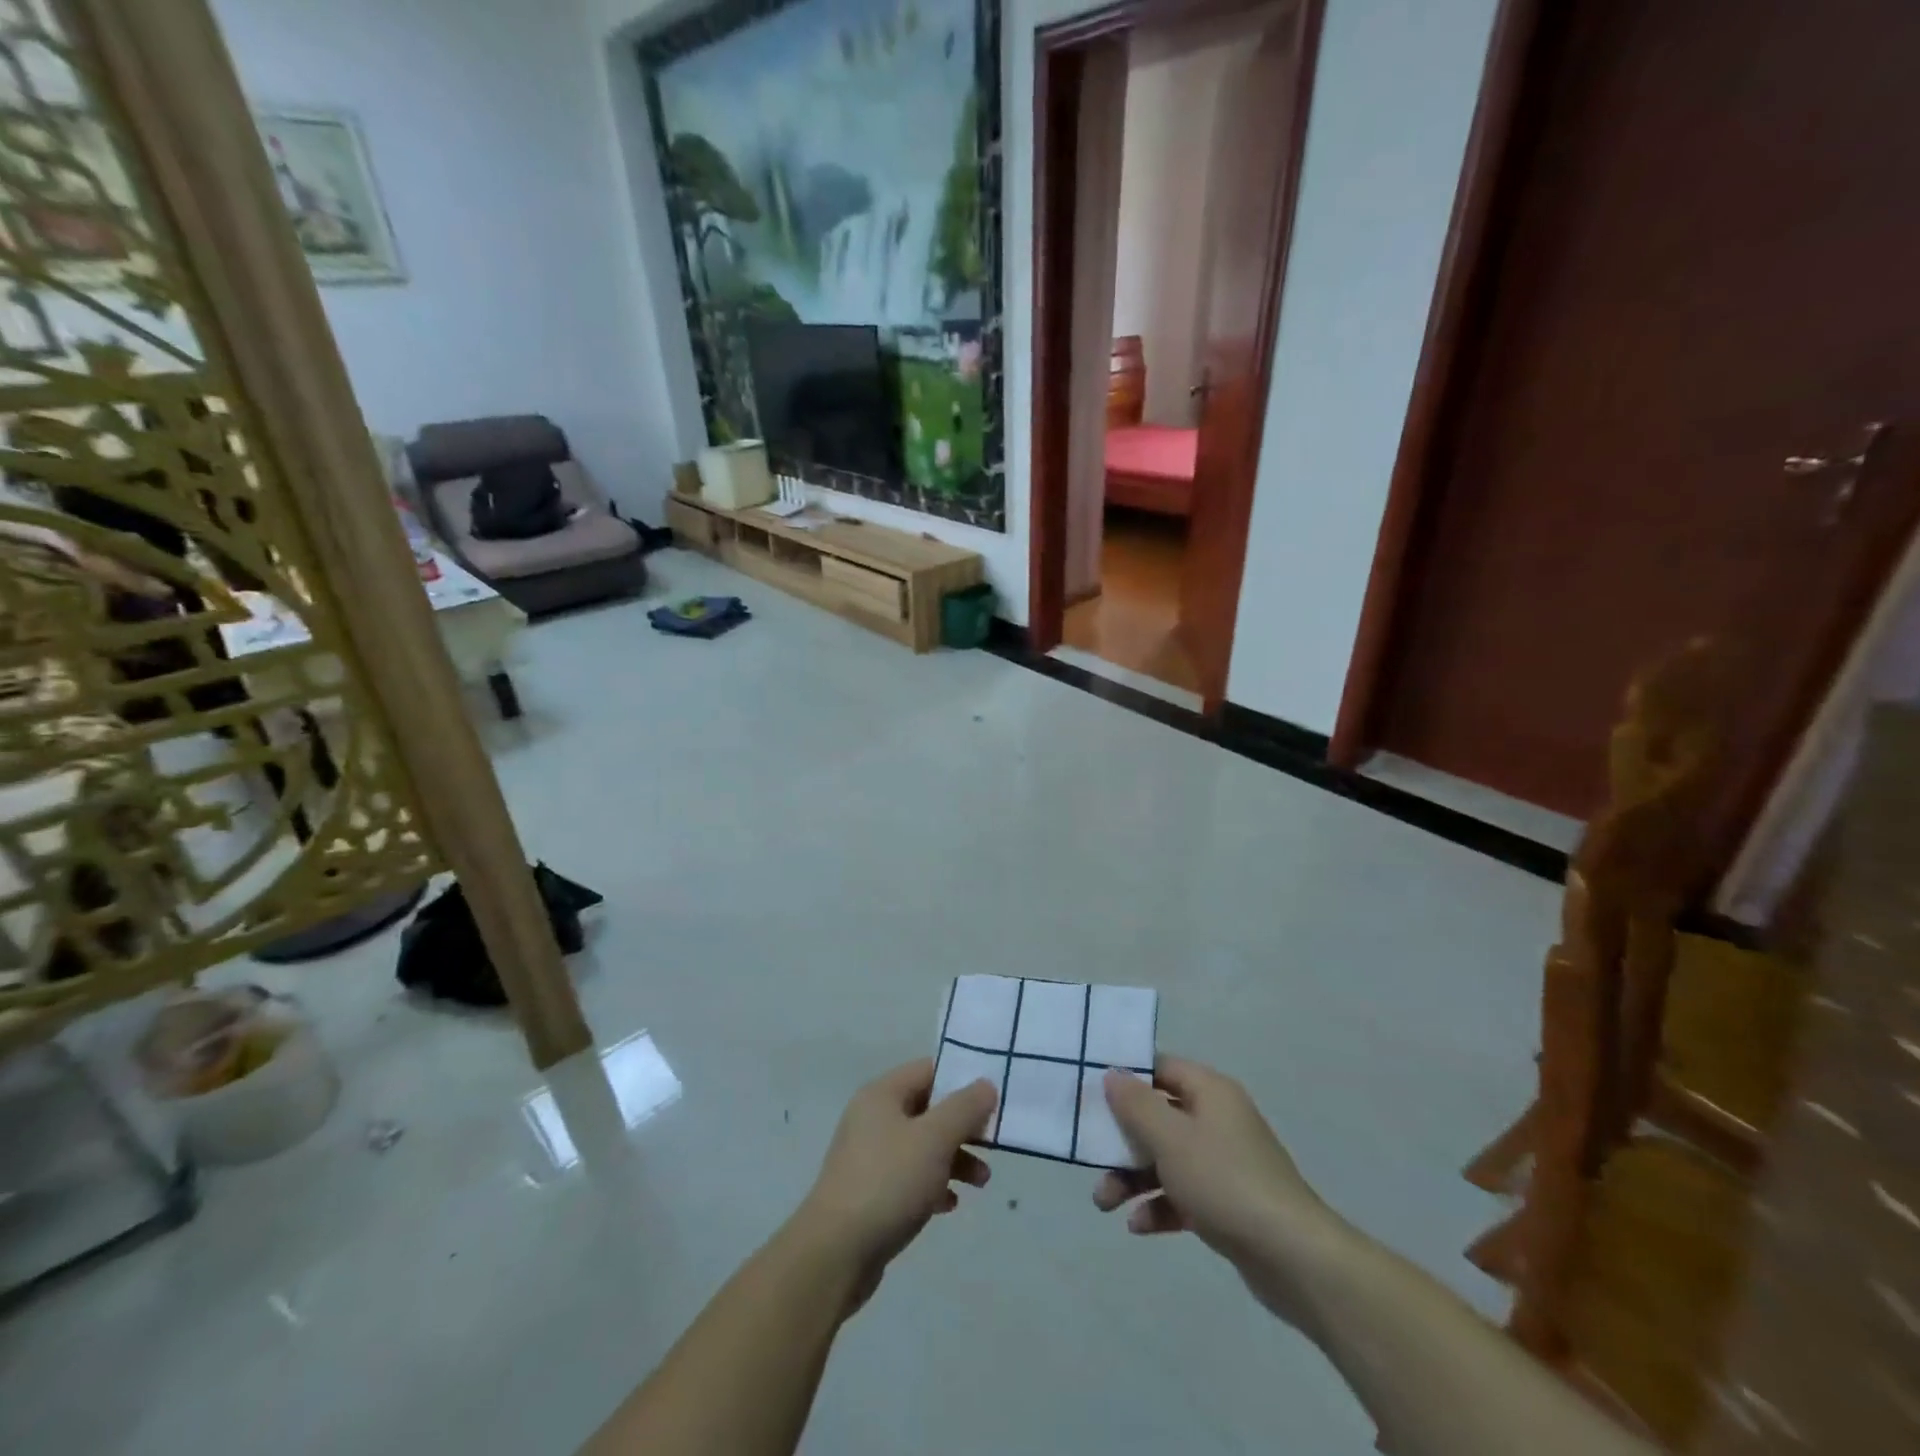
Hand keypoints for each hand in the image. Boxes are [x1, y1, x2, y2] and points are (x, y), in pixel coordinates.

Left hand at [791, 1059, 996, 1312]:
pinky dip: (934, 1184)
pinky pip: (910, 1177)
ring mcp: (870, 1156)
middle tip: (993, 1145)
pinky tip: (950, 1205)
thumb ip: (964, 1108)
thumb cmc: (888, 1182)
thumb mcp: (934, 1139)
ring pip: (922, 1146)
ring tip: (982, 1182)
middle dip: (963, 1127)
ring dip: (954, 1158)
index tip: (993, 1099)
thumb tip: (986, 1084)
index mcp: (882, 1094)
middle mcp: (873, 1118)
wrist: (836, 1253)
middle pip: (928, 1109)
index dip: (962, 1080)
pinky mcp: (871, 1192)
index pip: (929, 1071)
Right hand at [1094, 1057, 1343, 1319]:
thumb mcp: (1171, 1138)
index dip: (1126, 1078)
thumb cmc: (1225, 1182)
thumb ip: (1136, 1104)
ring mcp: (1224, 1162)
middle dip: (1122, 1140)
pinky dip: (1159, 1206)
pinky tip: (1138, 1227)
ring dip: (1133, 1178)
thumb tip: (1113, 1074)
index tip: (1091, 1094)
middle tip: (1091, 1158)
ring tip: (1105, 1204)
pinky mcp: (1228, 1203)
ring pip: (1166, 1159)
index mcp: (1210, 1091)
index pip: (1160, 1068)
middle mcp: (1218, 1119)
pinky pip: (1183, 1194)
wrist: (1294, 1258)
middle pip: (1158, 1117)